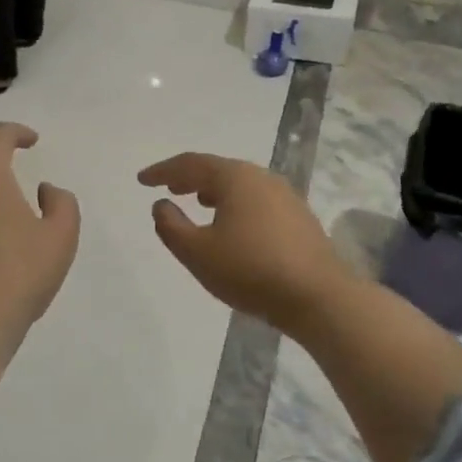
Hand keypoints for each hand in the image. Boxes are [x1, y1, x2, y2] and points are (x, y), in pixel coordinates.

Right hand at [138, 153, 345, 330]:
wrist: (318, 297)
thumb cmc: (250, 270)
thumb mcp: (198, 253)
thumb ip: (171, 226)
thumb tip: (161, 204)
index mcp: (235, 178)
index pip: (191, 164)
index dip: (163, 170)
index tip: (142, 180)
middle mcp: (262, 178)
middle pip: (218, 169)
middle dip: (190, 177)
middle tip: (169, 186)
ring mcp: (285, 196)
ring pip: (240, 184)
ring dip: (214, 190)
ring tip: (197, 202)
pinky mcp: (299, 217)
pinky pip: (256, 200)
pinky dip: (235, 203)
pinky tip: (232, 224)